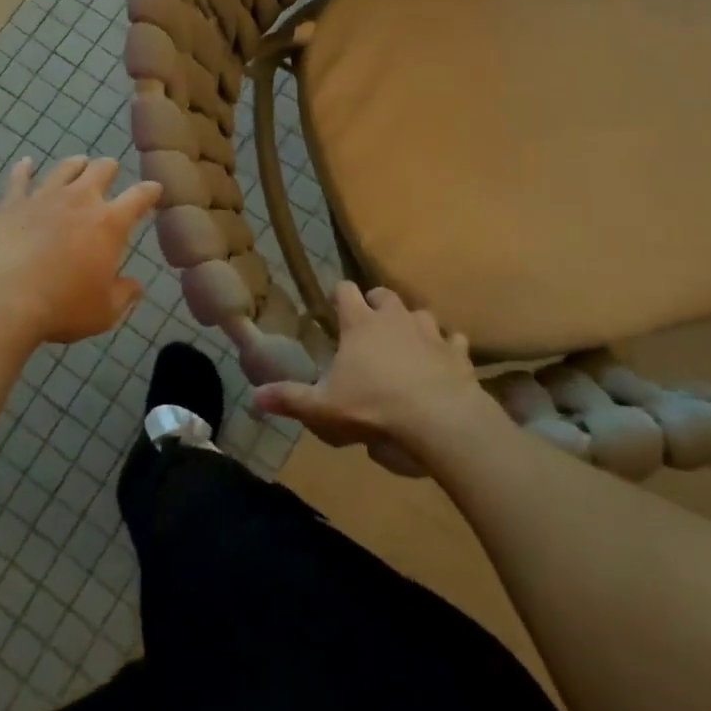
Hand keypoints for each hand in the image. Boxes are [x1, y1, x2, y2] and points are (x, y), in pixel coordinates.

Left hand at [0, 156, 160, 346]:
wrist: (2, 299)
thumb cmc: (61, 307)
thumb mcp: (104, 312)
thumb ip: (124, 295)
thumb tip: (136, 286)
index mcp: (109, 223)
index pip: (138, 197)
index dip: (150, 191)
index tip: (155, 188)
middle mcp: (80, 200)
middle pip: (101, 170)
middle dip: (109, 169)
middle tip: (111, 172)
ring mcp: (44, 198)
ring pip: (64, 168)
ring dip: (75, 164)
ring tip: (79, 163)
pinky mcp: (11, 204)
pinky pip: (19, 180)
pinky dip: (23, 169)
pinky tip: (25, 163)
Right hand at [253, 283, 489, 464]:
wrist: (439, 419)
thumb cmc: (374, 406)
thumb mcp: (324, 408)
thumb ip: (290, 399)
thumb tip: (254, 397)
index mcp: (360, 324)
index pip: (345, 291)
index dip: (339, 294)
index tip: (335, 304)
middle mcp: (395, 318)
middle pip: (385, 295)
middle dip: (377, 303)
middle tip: (370, 321)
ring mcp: (429, 332)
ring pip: (421, 313)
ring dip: (413, 323)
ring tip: (408, 341)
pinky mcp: (457, 352)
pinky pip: (454, 341)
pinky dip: (448, 347)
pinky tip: (446, 360)